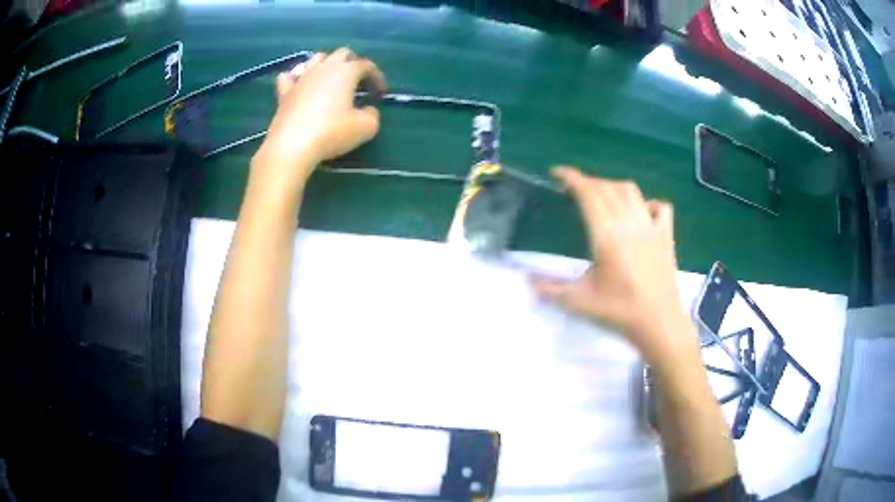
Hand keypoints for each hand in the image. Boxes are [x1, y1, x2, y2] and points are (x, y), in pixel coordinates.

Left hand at [257, 48, 386, 183]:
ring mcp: (301, 78)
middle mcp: (324, 68)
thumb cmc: (332, 132)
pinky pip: (289, 77)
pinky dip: (296, 77)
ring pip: (316, 58)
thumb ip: (372, 115)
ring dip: (327, 64)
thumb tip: (368, 110)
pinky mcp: (284, 93)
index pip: (366, 65)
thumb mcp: (365, 127)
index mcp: (346, 71)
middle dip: (353, 63)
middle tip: (358, 82)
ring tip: (331, 79)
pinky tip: (299, 85)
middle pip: (342, 54)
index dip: (377, 76)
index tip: (380, 93)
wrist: (292, 145)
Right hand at [531, 167, 694, 362]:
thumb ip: (550, 289)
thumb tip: (526, 282)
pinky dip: (647, 203)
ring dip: (612, 186)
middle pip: (607, 187)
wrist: (659, 323)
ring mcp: (651, 227)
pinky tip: (641, 211)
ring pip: (631, 191)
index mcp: (607, 234)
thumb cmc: (619, 311)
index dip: (571, 178)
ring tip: (601, 195)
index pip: (588, 193)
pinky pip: (660, 207)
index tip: (557, 173)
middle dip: (587, 181)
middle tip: (572, 189)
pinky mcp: (666, 236)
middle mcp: (629, 222)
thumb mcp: (579, 302)